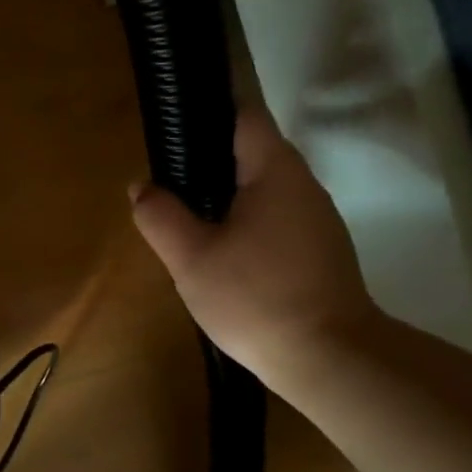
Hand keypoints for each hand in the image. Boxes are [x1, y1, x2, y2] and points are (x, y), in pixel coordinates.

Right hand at [131, 106, 376, 388]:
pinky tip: (222, 251)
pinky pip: (276, 217)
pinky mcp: (320, 249)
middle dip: (209, 161)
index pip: (244, 117)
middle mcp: (303, 185)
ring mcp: (317, 219)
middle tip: (168, 184)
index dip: (208, 113)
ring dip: (227, 195)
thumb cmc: (256, 297)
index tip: (174, 128)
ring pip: (264, 188)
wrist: (329, 359)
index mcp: (275, 172)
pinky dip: (246, 220)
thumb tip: (142, 187)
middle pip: (253, 152)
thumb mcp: (191, 258)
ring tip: (187, 218)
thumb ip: (161, 216)